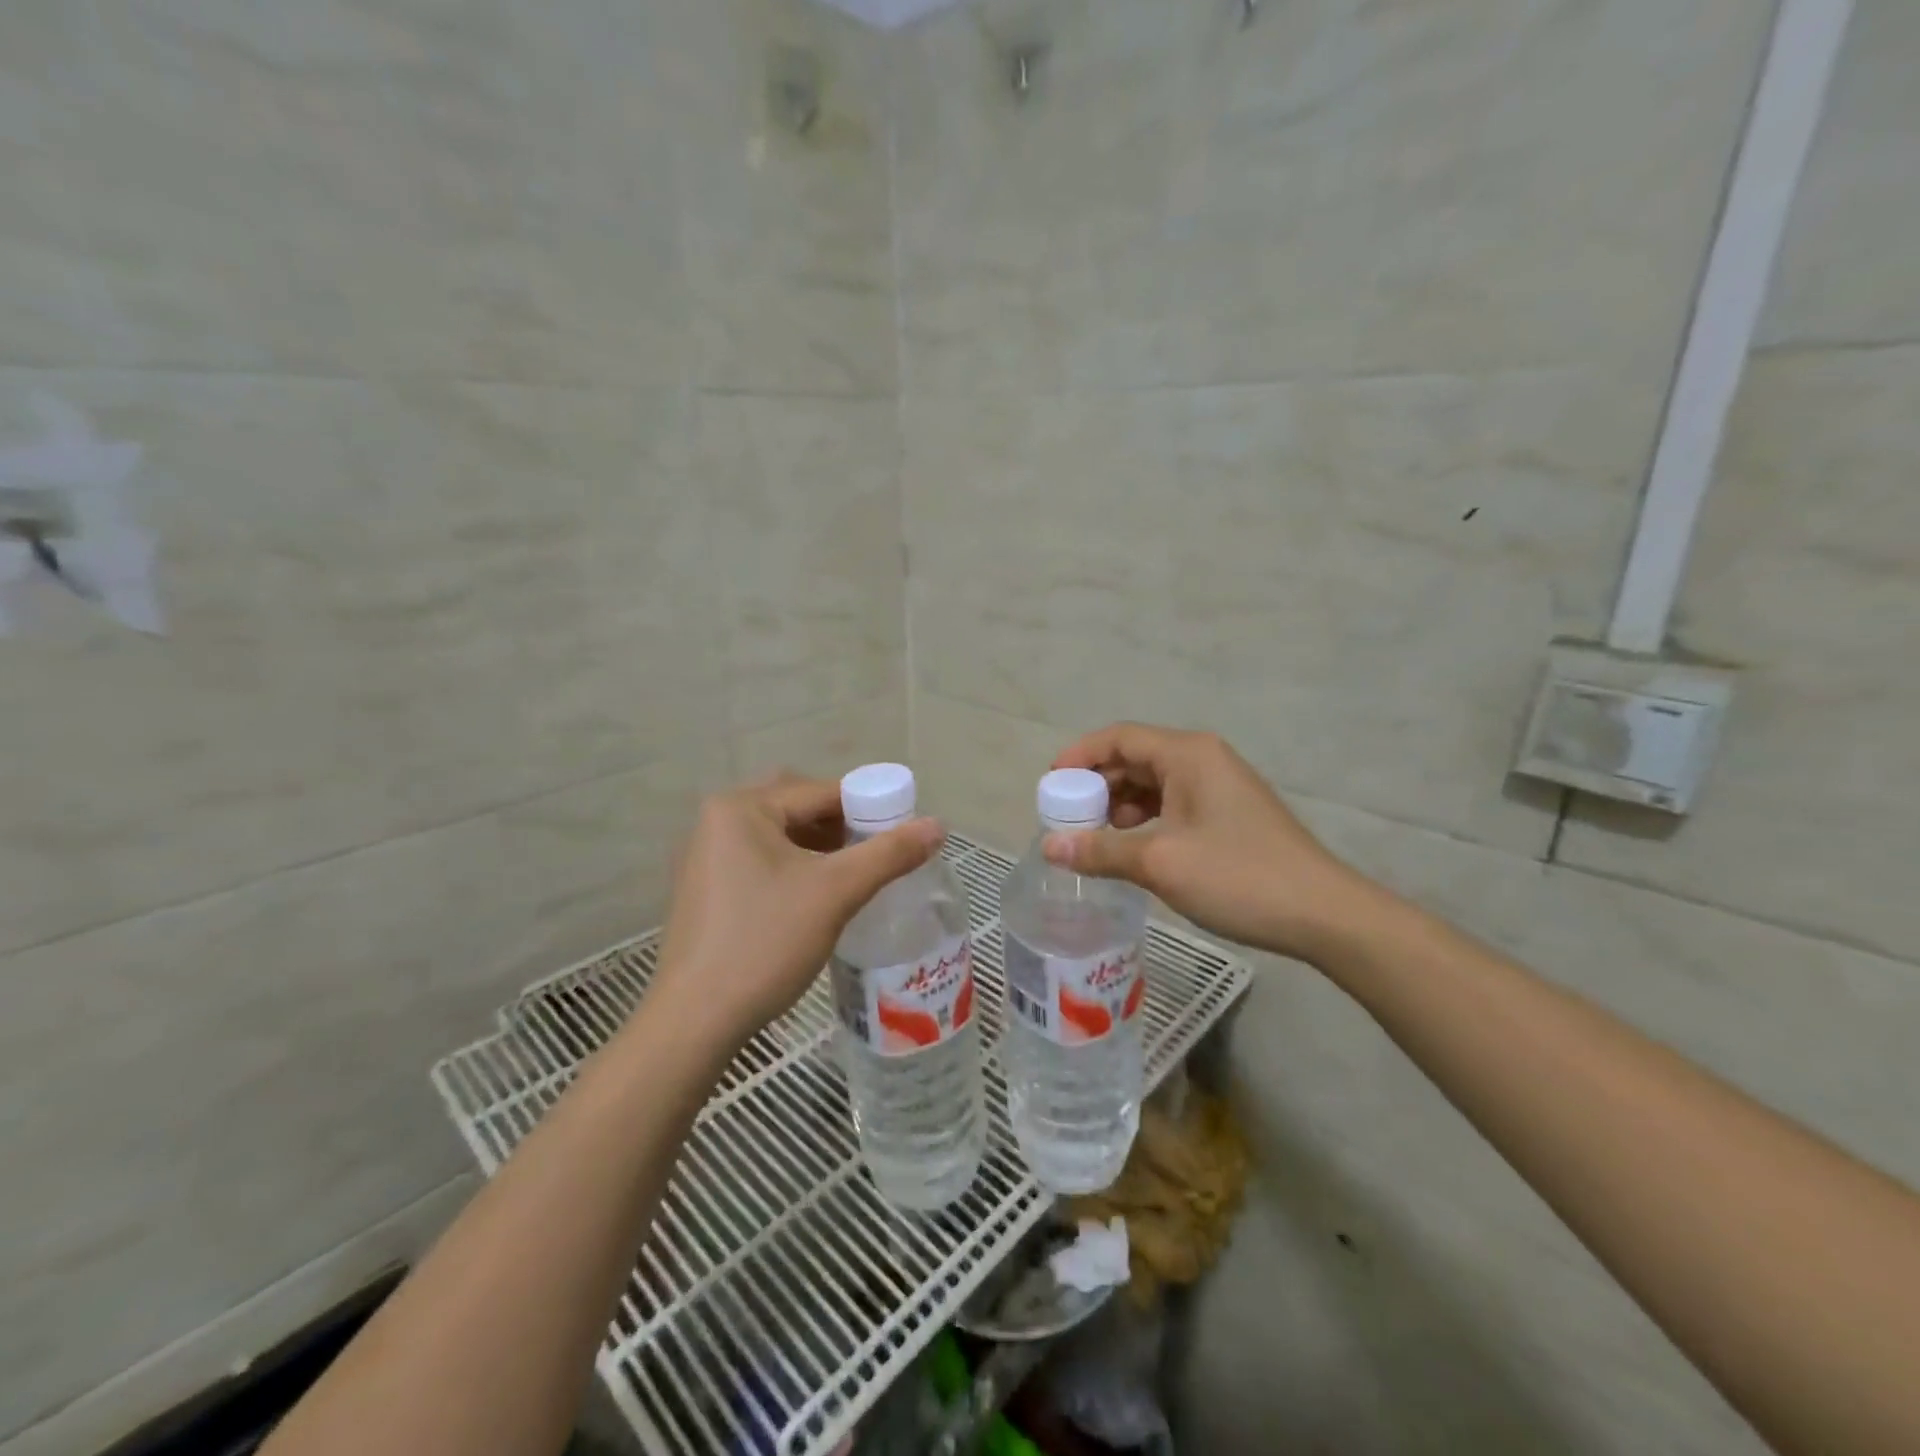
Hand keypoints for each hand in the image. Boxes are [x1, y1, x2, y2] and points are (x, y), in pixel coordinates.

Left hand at [648, 773, 943, 1052]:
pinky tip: (818, 898)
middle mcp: (717, 822)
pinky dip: (796, 869)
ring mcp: (707, 858)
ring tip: (855, 876)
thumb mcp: (835, 893)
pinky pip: (762, 862)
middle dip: (842, 826)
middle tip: (876, 853)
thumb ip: (889, 854)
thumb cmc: (765, 943)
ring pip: (781, 837)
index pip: (820, 791)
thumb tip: (938, 825)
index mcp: (741, 808)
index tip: (904, 831)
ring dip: (820, 849)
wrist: (695, 1022)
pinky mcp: (707, 891)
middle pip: (798, 808)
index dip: (869, 806)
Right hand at [1045, 723, 1373, 962]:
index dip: (1079, 756)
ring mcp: (1219, 786)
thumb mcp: (1160, 863)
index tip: (1050, 786)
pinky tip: (1131, 847)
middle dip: (1097, 785)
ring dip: (1120, 805)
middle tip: (1068, 819)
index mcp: (1187, 754)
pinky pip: (1173, 803)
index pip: (1120, 737)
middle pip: (1135, 757)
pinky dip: (1145, 819)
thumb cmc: (1238, 876)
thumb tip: (1048, 847)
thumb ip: (1100, 850)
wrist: (1323, 913)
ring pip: (1153, 782)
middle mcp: (1203, 759)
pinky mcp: (1228, 813)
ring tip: (1096, 838)